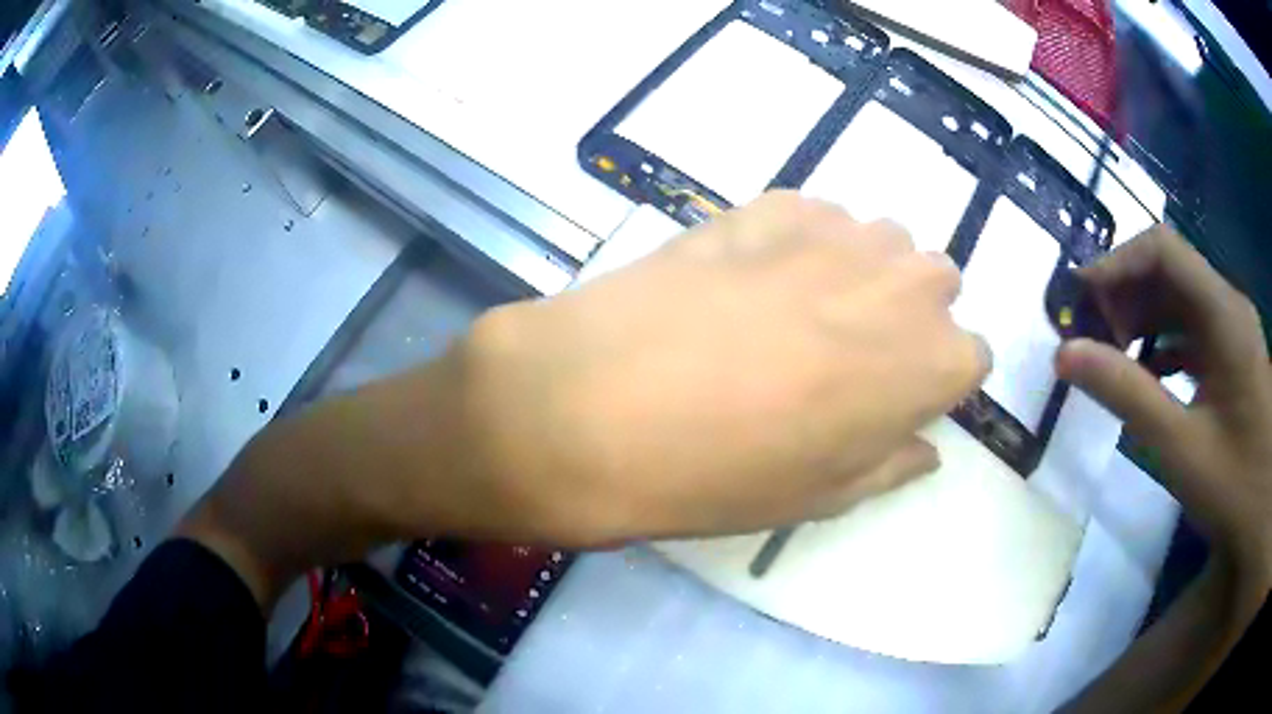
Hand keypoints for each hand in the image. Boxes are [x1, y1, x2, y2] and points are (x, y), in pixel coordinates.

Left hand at [181, 192, 989, 606]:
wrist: (508, 420)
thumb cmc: (639, 485)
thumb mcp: (764, 504)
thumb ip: (858, 469)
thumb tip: (913, 443)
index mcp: (846, 375)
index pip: (954, 343)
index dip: (953, 355)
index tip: (943, 367)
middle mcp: (825, 292)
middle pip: (921, 271)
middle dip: (925, 295)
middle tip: (908, 320)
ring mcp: (764, 245)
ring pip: (866, 225)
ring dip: (876, 254)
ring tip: (858, 284)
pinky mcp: (702, 223)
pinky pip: (794, 202)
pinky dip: (817, 221)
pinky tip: (804, 241)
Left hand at [462, 191, 989, 544]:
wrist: (600, 404)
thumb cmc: (722, 472)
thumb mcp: (822, 496)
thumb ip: (892, 463)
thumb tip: (926, 447)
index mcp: (930, 361)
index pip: (970, 356)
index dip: (934, 379)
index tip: (896, 398)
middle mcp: (903, 283)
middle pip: (937, 282)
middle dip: (910, 314)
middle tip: (849, 350)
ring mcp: (836, 231)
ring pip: (882, 240)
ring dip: (862, 270)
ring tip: (800, 307)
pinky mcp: (770, 203)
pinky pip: (817, 216)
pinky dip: (806, 241)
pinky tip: (754, 275)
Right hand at [1055, 225, 1271, 586]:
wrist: (1261, 519)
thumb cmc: (1234, 488)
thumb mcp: (1181, 448)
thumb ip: (1128, 395)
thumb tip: (1065, 354)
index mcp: (1224, 313)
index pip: (1162, 249)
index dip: (1116, 264)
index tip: (1079, 303)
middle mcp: (1229, 306)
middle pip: (1170, 269)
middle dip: (1126, 294)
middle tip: (1091, 338)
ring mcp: (1233, 330)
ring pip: (1180, 299)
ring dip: (1143, 319)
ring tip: (1113, 357)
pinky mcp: (1233, 355)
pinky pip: (1193, 330)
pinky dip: (1164, 344)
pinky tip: (1148, 378)